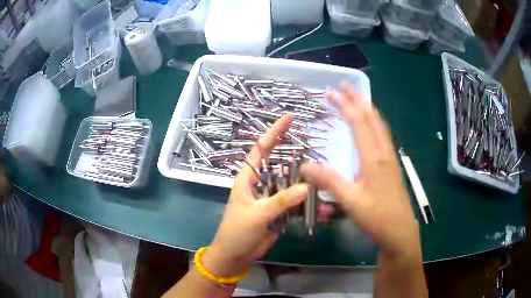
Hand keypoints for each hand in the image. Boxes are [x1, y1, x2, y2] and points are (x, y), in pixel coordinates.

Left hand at [202, 114, 308, 276]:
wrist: (235, 255)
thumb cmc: (237, 232)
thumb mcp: (256, 215)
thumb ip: (280, 201)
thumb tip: (306, 187)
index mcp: (248, 178)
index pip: (261, 149)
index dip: (274, 132)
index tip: (289, 117)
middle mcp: (261, 184)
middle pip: (282, 166)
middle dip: (299, 162)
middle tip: (318, 159)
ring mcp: (271, 198)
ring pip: (292, 186)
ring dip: (307, 187)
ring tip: (324, 187)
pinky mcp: (279, 211)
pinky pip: (295, 204)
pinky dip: (307, 206)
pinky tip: (321, 208)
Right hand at [302, 83, 420, 261]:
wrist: (400, 231)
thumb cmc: (377, 217)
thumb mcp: (351, 201)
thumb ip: (329, 181)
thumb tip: (305, 165)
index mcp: (373, 158)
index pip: (359, 123)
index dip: (346, 105)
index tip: (332, 91)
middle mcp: (383, 153)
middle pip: (372, 118)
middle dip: (358, 99)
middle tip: (345, 86)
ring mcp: (390, 158)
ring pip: (380, 125)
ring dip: (368, 109)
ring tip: (358, 98)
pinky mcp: (392, 165)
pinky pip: (383, 135)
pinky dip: (375, 122)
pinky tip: (372, 126)